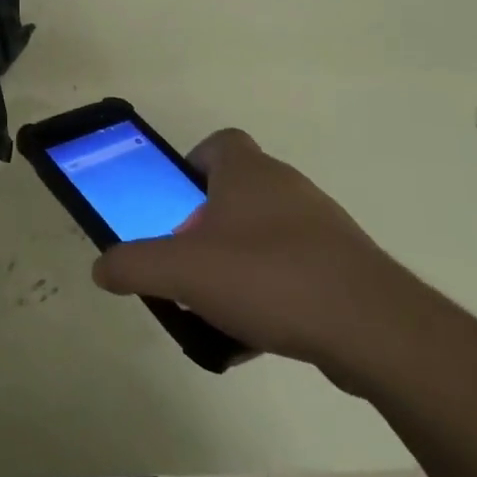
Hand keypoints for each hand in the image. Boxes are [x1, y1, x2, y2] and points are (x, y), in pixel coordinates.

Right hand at [91, 129, 415, 378]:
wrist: (375, 330)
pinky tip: (259, 333)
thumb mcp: (183, 272)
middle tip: (189, 262)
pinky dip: (273, 293)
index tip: (176, 204)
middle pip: (237, 193)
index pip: (218, 144)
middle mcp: (287, 187)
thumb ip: (134, 266)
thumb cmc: (269, 277)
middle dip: (208, 226)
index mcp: (248, 172)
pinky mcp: (347, 268)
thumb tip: (102, 268)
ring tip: (220, 305)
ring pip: (266, 235)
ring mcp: (323, 228)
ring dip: (239, 262)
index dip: (192, 166)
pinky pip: (295, 270)